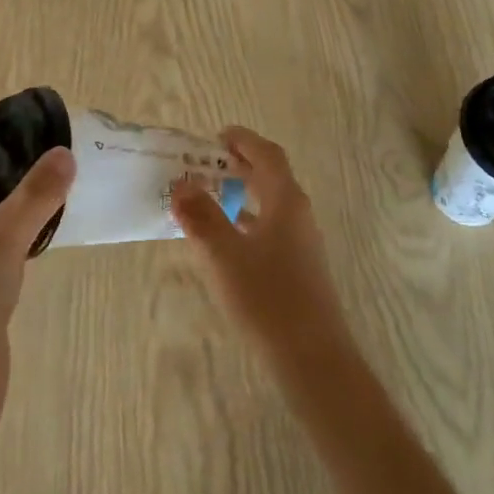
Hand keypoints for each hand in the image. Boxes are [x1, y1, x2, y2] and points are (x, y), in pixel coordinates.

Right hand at [170, 127, 351, 372]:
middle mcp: (299, 215)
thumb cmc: (267, 298)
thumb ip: (201, 217)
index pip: (268, 156)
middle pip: (271, 178)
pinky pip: (270, 230)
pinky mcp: (299, 268)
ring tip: (208, 198)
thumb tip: (181, 185)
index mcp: (286, 201)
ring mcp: (302, 243)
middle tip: (205, 165)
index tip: (217, 136)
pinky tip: (226, 242)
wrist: (312, 357)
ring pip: (270, 205)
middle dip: (240, 167)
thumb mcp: (224, 256)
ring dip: (242, 195)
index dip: (244, 141)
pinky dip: (247, 223)